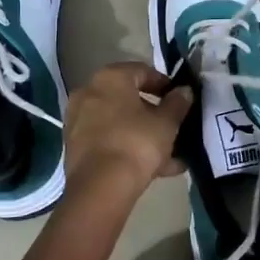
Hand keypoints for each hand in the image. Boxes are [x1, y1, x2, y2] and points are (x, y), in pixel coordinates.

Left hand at [63, 62, 192, 200]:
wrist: (101, 188)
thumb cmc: (137, 143)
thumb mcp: (167, 122)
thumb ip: (177, 103)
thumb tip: (184, 91)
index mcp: (110, 78)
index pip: (142, 71)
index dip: (164, 84)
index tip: (180, 99)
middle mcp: (89, 93)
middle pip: (128, 99)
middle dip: (154, 114)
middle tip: (174, 127)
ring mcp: (78, 121)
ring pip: (119, 123)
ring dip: (144, 135)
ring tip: (170, 156)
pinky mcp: (75, 147)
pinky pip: (109, 141)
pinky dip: (129, 149)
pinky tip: (155, 169)